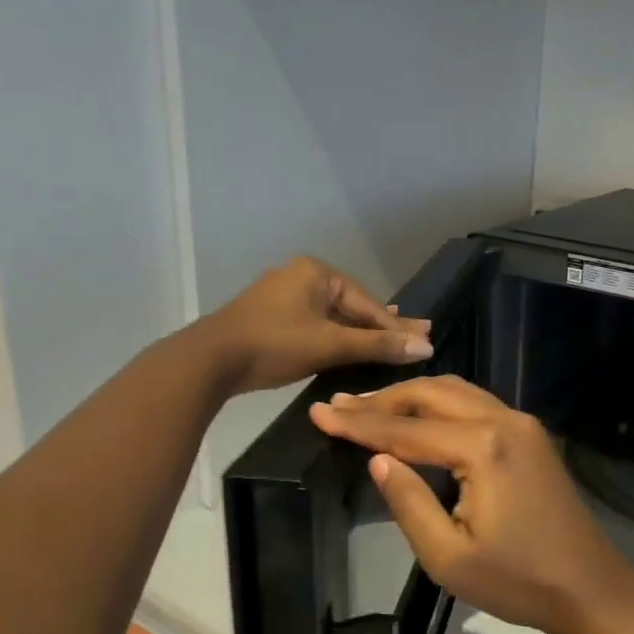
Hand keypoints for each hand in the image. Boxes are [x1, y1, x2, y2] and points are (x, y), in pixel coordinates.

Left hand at [207, 257, 431, 394]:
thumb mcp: (330, 345)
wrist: (208, 361)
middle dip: (381, 326)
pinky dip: (334, 338)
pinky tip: (348, 349)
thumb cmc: (274, 344)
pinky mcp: (270, 318)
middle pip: (351, 307)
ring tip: (389, 344)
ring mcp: (282, 297)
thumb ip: (377, 345)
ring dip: (359, 334)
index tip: (424, 338)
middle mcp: (301, 276)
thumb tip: (425, 345)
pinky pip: (314, 325)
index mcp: (316, 272)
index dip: (395, 325)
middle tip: (415, 339)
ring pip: (332, 317)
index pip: (367, 302)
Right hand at [309, 377, 633, 633]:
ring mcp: (522, 423)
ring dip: (412, 396)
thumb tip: (377, 459)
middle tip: (340, 406)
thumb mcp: (449, 557)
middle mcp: (504, 420)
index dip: (359, 423)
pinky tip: (419, 416)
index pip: (406, 429)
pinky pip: (476, 402)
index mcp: (483, 447)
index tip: (318, 413)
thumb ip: (408, 502)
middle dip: (383, 399)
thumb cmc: (517, 581)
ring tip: (370, 407)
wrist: (589, 587)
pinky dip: (440, 403)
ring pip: (456, 390)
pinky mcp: (530, 434)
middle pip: (432, 393)